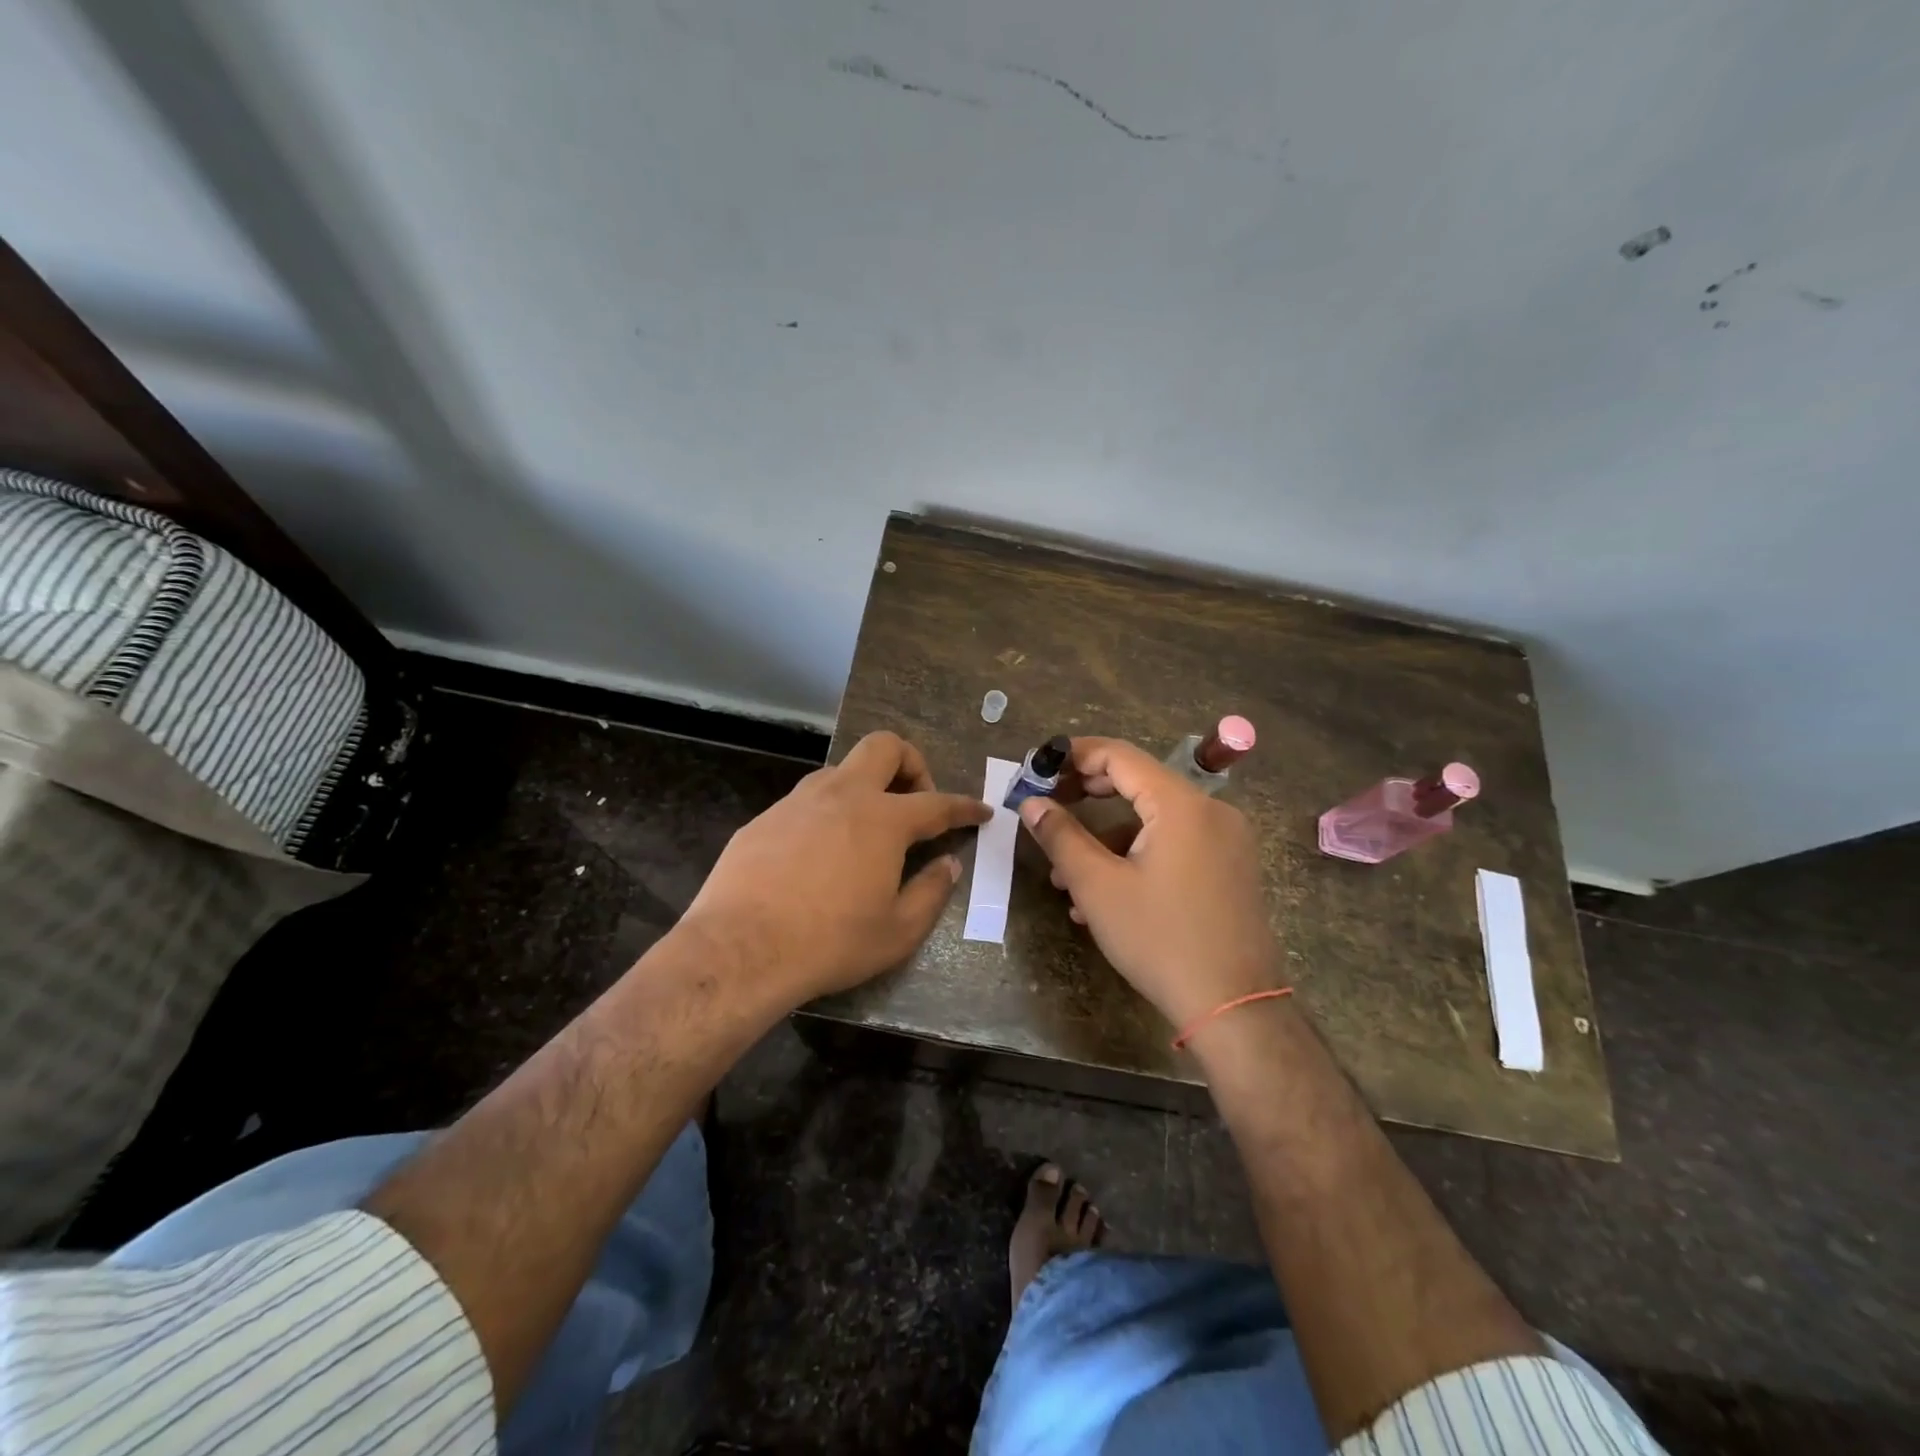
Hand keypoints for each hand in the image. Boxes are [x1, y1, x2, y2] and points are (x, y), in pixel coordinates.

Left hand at [680, 731, 991, 1005]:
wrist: (739, 951)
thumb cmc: (830, 943)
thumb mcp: (897, 931)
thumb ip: (932, 891)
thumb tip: (949, 864)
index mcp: (883, 820)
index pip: (937, 803)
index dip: (964, 806)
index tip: (981, 811)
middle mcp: (843, 796)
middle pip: (884, 747)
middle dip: (911, 763)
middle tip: (915, 803)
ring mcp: (798, 802)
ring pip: (841, 770)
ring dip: (865, 788)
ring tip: (866, 833)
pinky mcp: (764, 818)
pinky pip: (806, 802)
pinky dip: (827, 814)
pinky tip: (818, 856)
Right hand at [1018, 737, 1279, 1028]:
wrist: (1234, 1007)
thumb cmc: (1160, 940)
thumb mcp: (1098, 887)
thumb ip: (1061, 836)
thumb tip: (1031, 803)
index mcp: (1181, 804)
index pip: (1119, 755)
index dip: (1073, 756)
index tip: (1037, 770)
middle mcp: (1210, 810)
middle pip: (1138, 782)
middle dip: (1086, 794)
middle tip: (1046, 808)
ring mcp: (1226, 840)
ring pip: (1153, 820)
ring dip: (1106, 838)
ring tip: (1066, 877)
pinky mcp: (1230, 867)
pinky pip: (1174, 844)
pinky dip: (1136, 856)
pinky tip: (1105, 896)